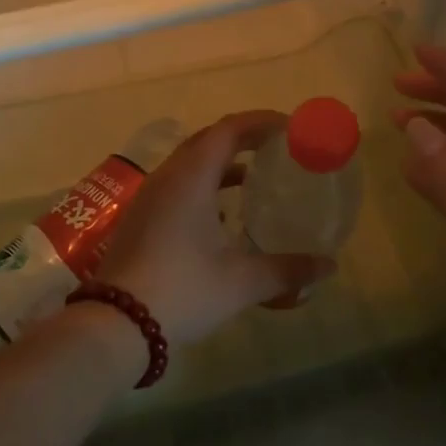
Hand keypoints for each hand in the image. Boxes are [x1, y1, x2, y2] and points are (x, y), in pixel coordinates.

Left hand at [95, 112, 335, 347]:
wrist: (116, 323)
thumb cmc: (183, 290)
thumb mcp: (241, 282)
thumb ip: (288, 270)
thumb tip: (329, 266)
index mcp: (191, 177)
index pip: (229, 130)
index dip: (261, 122)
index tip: (290, 128)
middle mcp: (168, 176)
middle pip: (208, 140)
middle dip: (243, 138)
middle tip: (276, 148)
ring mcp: (149, 196)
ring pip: (190, 162)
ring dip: (222, 162)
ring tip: (254, 177)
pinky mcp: (141, 216)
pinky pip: (177, 183)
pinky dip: (204, 184)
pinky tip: (221, 214)